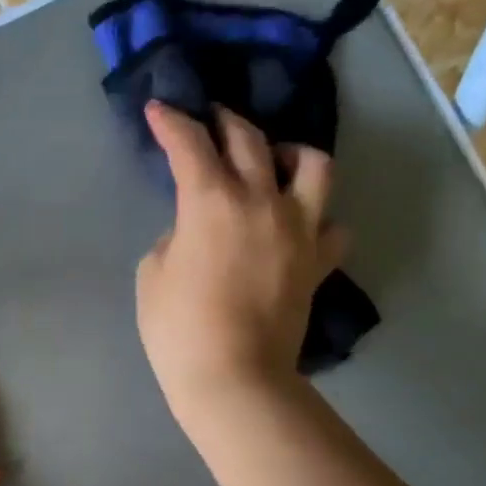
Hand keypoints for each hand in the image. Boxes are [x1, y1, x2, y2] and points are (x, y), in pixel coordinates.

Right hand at [135, 101, 346, 441]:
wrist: (233, 377)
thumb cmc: (178, 329)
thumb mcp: (152, 275)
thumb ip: (174, 238)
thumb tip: (195, 231)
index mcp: (211, 201)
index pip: (189, 144)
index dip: (171, 122)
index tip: (159, 108)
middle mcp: (261, 201)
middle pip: (249, 140)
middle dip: (224, 121)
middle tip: (210, 120)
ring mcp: (299, 230)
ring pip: (313, 165)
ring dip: (290, 153)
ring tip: (275, 162)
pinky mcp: (318, 262)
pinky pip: (332, 227)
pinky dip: (317, 219)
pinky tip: (301, 226)